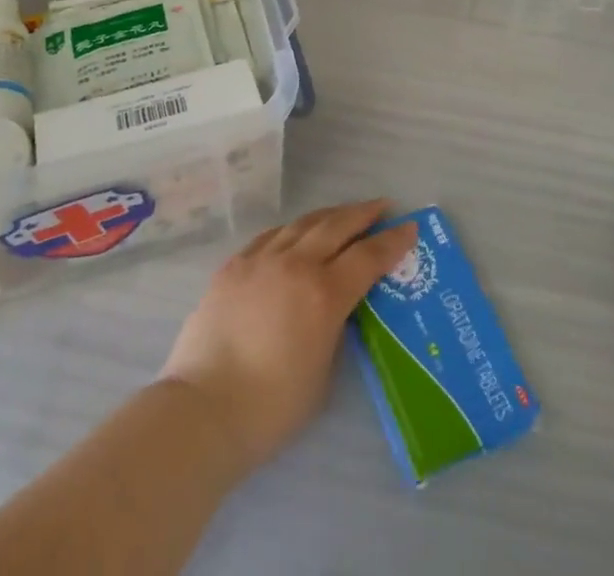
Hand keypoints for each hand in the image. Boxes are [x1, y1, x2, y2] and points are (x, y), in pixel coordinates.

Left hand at [159, 199, 417, 472]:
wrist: (204, 407)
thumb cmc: (271, 406)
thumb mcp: (323, 371)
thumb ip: (334, 328)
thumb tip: (334, 307)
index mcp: (324, 294)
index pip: (368, 257)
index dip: (392, 241)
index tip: (409, 227)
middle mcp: (296, 264)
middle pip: (336, 226)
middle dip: (363, 214)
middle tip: (382, 206)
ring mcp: (261, 259)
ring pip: (303, 224)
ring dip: (329, 216)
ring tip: (343, 214)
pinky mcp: (234, 265)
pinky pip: (271, 236)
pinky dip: (292, 230)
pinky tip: (296, 233)